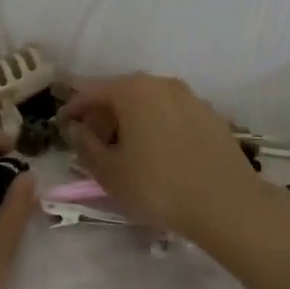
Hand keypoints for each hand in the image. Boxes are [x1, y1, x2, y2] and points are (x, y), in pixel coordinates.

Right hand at [59, 73, 267, 246]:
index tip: (61, 126)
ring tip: (124, 150)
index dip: (72, 109)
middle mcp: (162, 84)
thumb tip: (78, 128)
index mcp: (132, 90)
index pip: (90, 92)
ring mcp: (191, 98)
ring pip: (149, 103)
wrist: (227, 204)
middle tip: (92, 142)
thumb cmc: (157, 186)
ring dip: (131, 121)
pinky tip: (156, 155)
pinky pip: (172, 115)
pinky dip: (156, 127)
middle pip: (121, 93)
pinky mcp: (211, 116)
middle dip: (103, 115)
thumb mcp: (108, 172)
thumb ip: (85, 145)